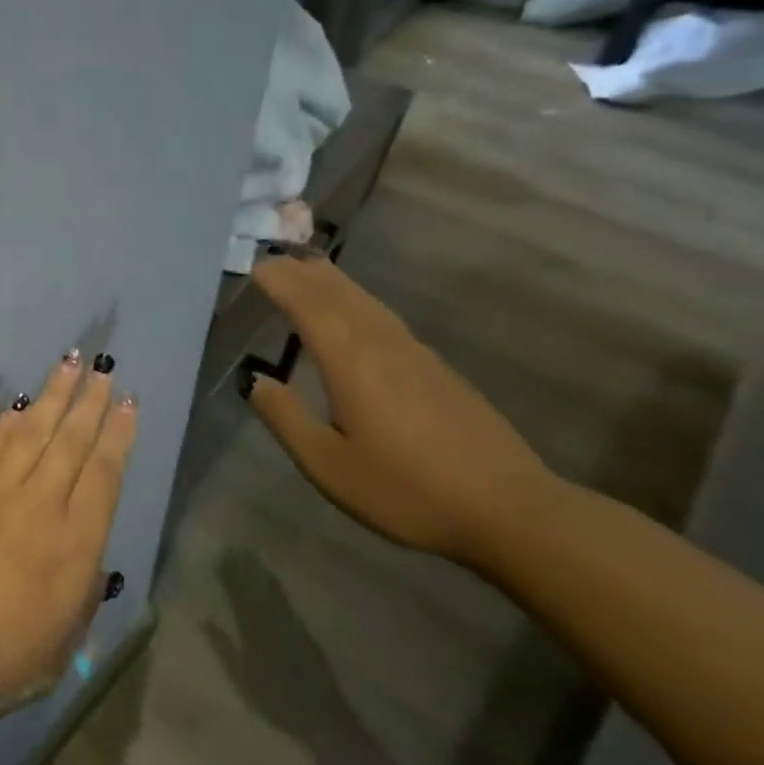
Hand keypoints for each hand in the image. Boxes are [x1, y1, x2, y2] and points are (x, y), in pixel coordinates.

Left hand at [0, 352, 136, 699]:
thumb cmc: (2, 659)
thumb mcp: (65, 642)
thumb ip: (82, 594)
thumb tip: (88, 561)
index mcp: (77, 544)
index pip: (105, 474)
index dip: (119, 436)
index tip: (128, 404)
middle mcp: (43, 504)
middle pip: (72, 441)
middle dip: (90, 402)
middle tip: (103, 369)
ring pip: (35, 431)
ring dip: (55, 395)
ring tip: (70, 363)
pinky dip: (9, 420)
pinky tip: (21, 403)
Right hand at [244, 253, 564, 559]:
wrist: (509, 510)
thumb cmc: (406, 490)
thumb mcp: (328, 465)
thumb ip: (286, 418)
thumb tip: (255, 380)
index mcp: (352, 362)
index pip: (309, 306)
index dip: (281, 282)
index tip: (254, 264)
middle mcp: (383, 346)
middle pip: (339, 295)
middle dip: (304, 273)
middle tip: (274, 255)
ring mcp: (417, 355)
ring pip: (367, 303)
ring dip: (334, 281)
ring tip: (309, 268)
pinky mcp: (438, 371)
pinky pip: (386, 319)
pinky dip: (359, 303)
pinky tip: (357, 314)